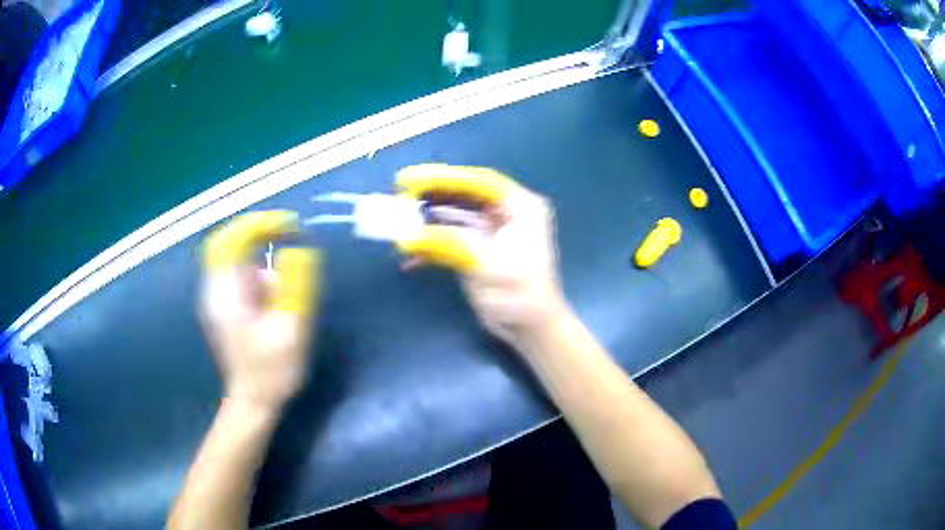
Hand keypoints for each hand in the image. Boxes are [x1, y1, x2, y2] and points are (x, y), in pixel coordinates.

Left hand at [200, 211, 321, 412]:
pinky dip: (263, 280)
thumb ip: (296, 287)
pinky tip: (277, 310)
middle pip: (232, 243)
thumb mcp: (291, 330)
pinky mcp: (227, 307)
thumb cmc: (272, 372)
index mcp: (226, 293)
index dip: (261, 224)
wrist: (254, 401)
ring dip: (266, 269)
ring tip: (286, 306)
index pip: (233, 239)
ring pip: (240, 261)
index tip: (290, 227)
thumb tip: (299, 250)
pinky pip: (243, 277)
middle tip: (289, 240)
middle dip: (262, 236)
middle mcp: (217, 289)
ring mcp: (220, 298)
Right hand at [397, 164, 569, 346]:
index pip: (478, 182)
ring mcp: (489, 232)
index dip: (443, 177)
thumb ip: (448, 244)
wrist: (529, 328)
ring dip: (426, 221)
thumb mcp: (487, 265)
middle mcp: (505, 213)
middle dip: (431, 196)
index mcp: (520, 207)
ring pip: (452, 216)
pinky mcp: (476, 251)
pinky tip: (410, 259)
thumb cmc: (521, 294)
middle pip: (463, 195)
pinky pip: (449, 239)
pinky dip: (430, 247)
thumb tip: (406, 236)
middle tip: (400, 194)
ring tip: (398, 224)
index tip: (411, 178)